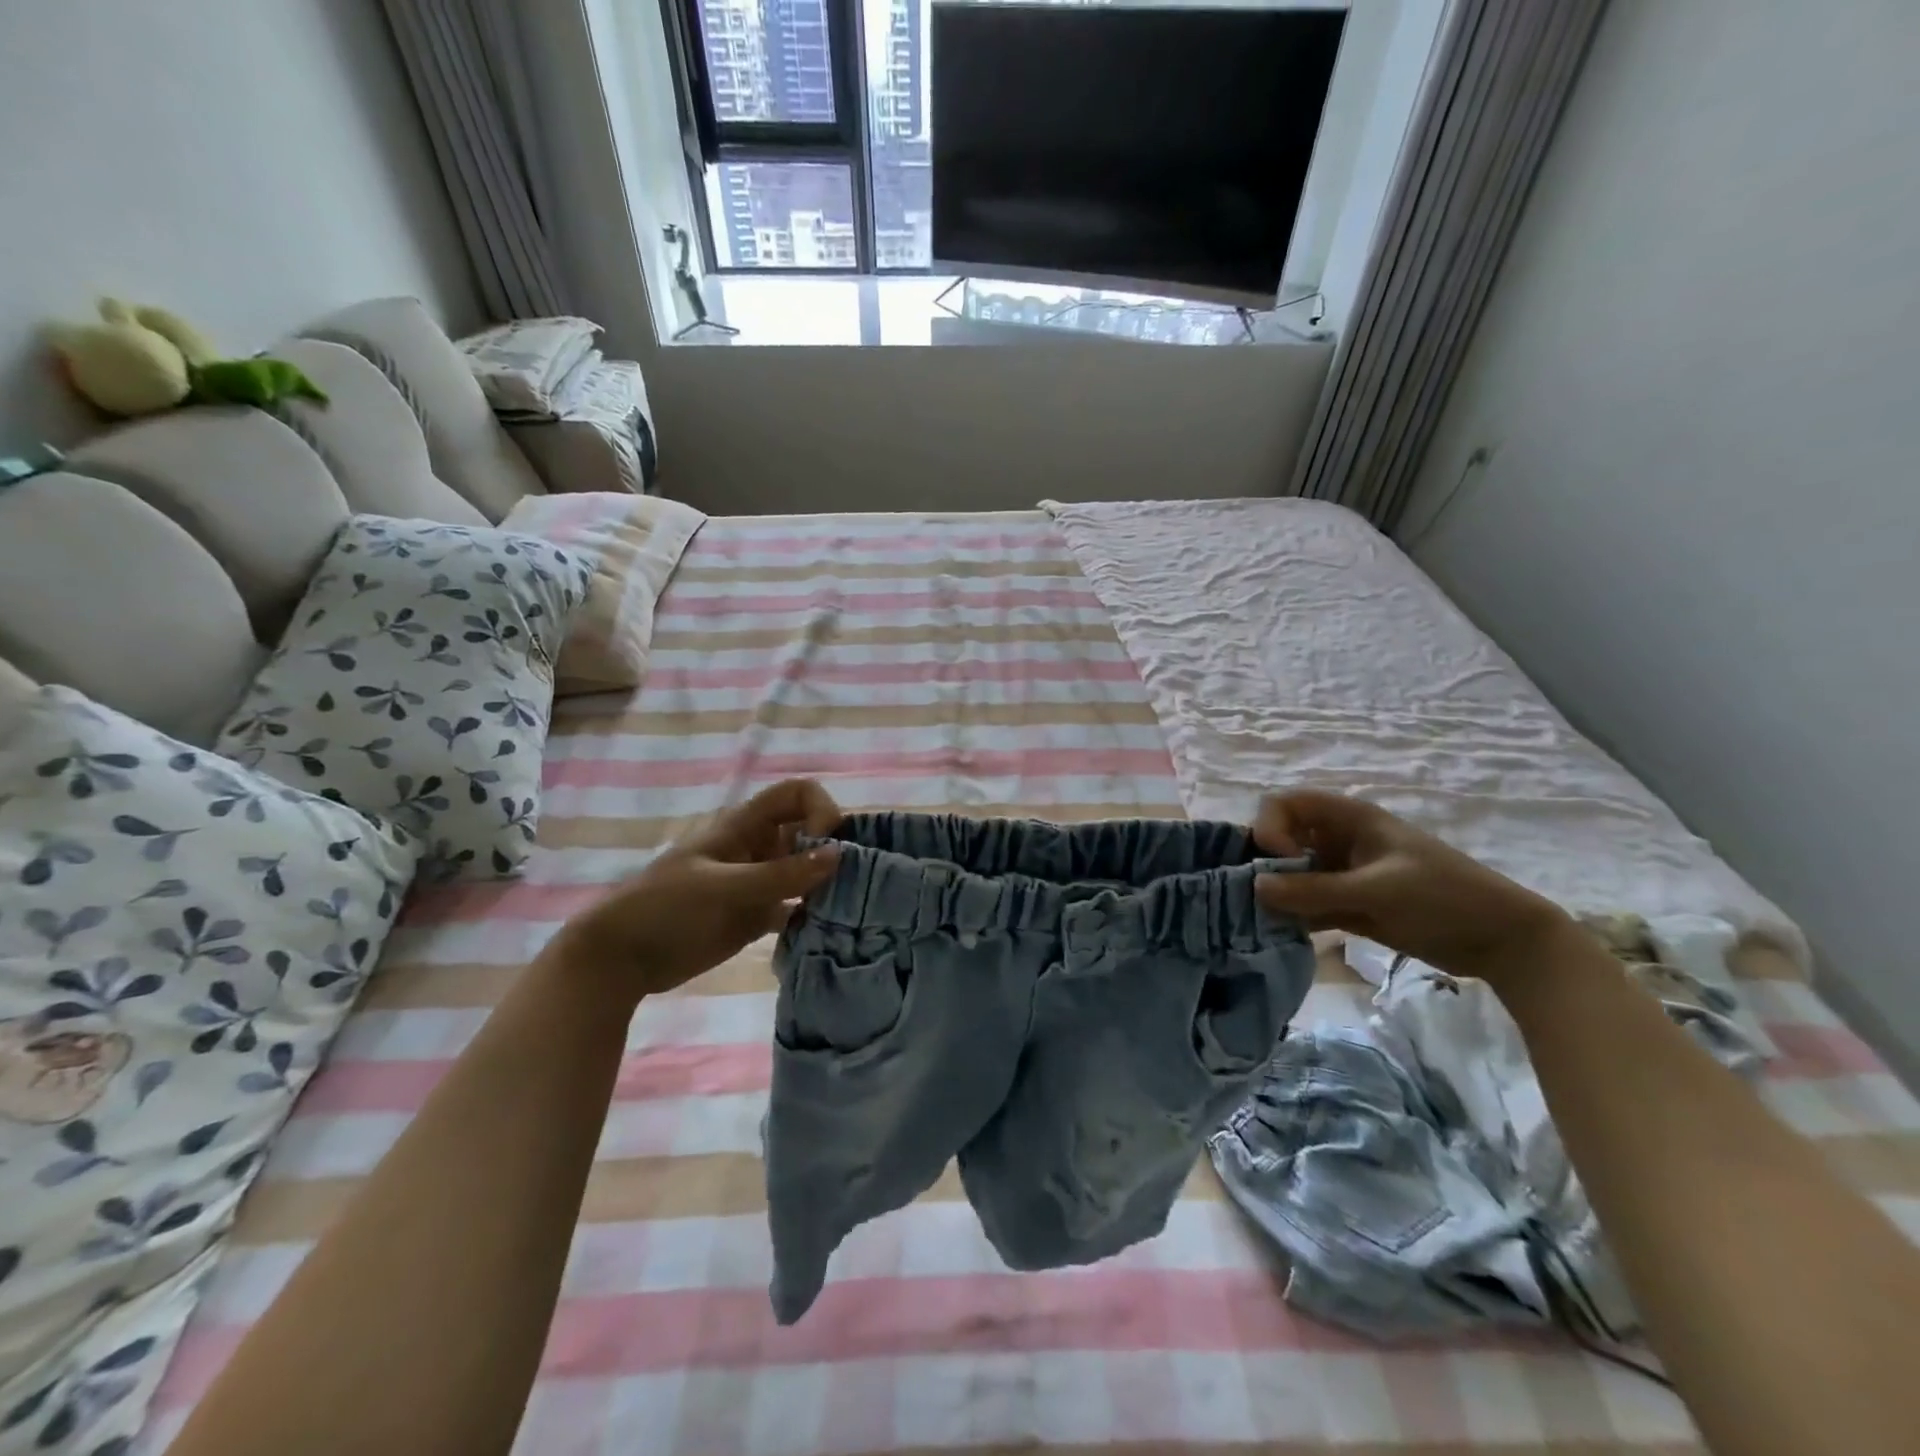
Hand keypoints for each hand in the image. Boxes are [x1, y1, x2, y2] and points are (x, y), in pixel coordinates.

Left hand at [546, 778, 841, 1000]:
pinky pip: (796, 908)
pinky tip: (823, 933)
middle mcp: (759, 848)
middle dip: (833, 850)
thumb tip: (839, 854)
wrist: (620, 959)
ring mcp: (759, 883)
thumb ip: (779, 874)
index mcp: (745, 826)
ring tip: (849, 911)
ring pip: (807, 872)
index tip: (826, 843)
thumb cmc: (664, 908)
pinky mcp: (757, 917)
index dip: (819, 808)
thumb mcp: (722, 887)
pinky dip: (812, 916)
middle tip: (852, 884)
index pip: (796, 793)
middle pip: (810, 832)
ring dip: (827, 885)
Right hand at [1251, 789, 1570, 981]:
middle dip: (1266, 864)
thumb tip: (1254, 887)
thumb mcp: (1375, 891)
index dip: (1271, 828)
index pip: (1286, 804)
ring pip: (1292, 874)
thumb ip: (1313, 890)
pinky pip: (1308, 902)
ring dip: (1278, 894)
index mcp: (1349, 819)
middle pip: (1282, 838)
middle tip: (1261, 897)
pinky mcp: (1350, 904)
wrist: (1502, 941)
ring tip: (1266, 921)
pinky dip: (1295, 915)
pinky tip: (1286, 934)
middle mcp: (1339, 840)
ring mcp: (1344, 873)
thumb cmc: (1442, 897)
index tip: (1281, 862)